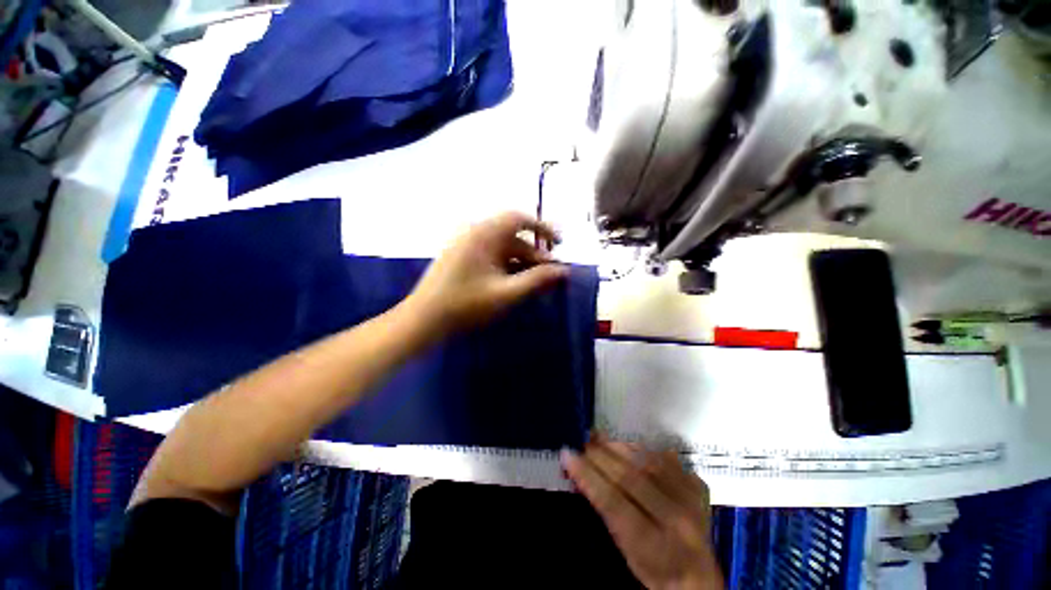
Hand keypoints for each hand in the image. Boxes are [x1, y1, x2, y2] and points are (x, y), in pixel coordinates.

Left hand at [403, 212, 568, 338]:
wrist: (424, 319)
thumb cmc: (466, 305)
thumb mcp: (506, 294)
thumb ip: (537, 280)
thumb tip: (563, 271)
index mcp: (484, 234)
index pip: (519, 218)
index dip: (542, 228)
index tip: (558, 244)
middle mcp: (475, 233)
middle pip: (513, 237)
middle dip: (534, 254)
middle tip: (550, 274)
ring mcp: (466, 245)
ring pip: (502, 248)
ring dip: (521, 262)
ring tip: (535, 282)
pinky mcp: (462, 258)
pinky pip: (491, 256)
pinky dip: (507, 266)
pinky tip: (514, 283)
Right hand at [562, 436, 723, 589]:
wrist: (698, 576)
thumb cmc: (653, 568)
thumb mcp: (625, 550)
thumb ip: (607, 511)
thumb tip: (581, 472)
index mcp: (654, 545)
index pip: (614, 502)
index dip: (588, 475)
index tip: (568, 455)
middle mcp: (676, 520)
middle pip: (631, 477)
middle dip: (601, 455)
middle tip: (583, 441)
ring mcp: (691, 500)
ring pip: (647, 461)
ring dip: (619, 446)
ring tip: (599, 437)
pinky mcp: (698, 486)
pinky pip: (665, 457)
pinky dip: (642, 448)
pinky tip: (626, 444)